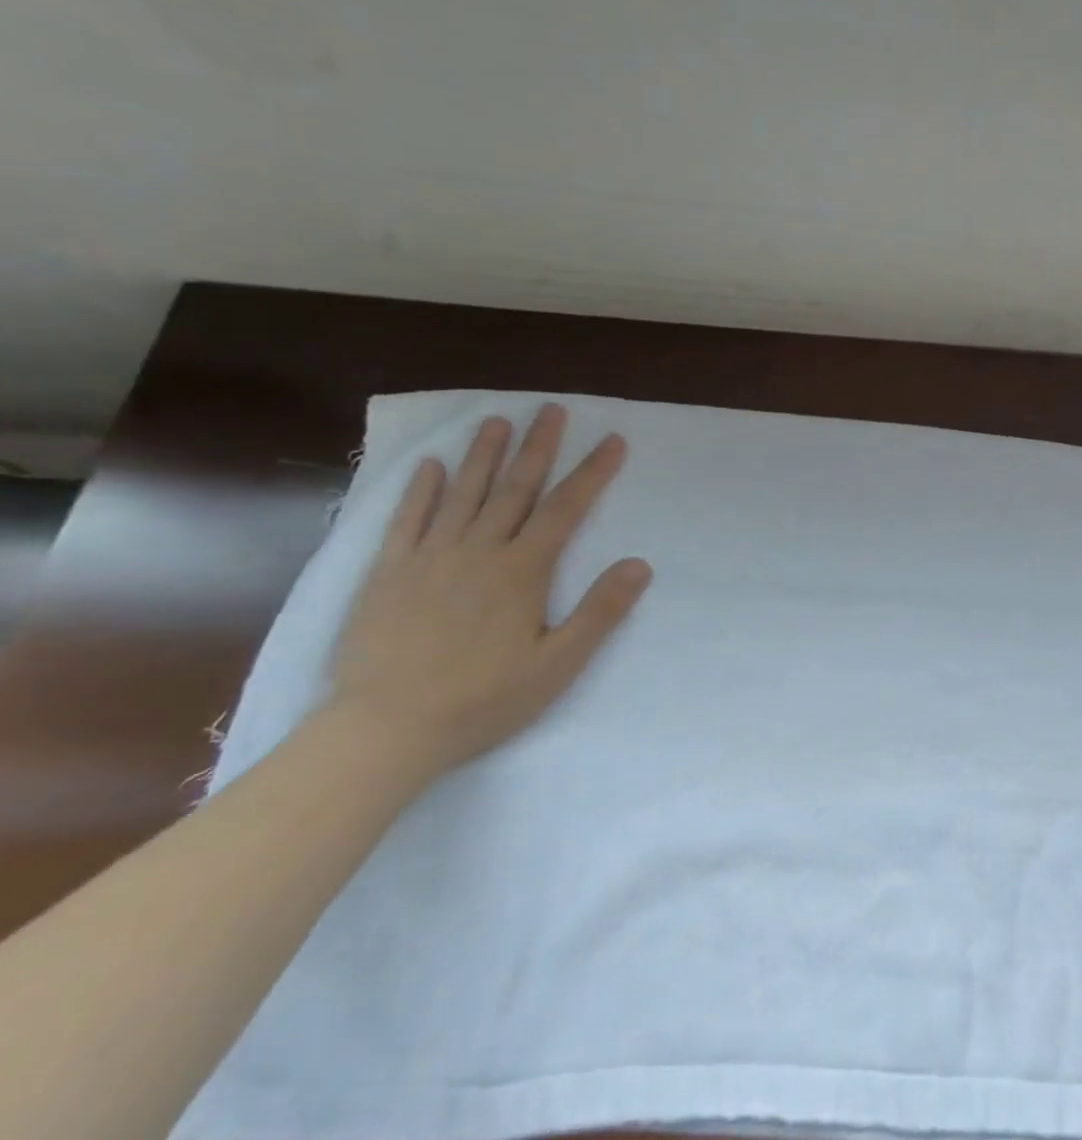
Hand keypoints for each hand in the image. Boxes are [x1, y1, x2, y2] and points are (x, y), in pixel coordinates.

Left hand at [325, 403, 652, 780]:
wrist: (385, 730)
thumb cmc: (484, 700)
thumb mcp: (558, 664)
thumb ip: (600, 612)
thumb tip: (639, 564)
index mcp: (523, 571)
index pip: (567, 509)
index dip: (593, 472)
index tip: (612, 440)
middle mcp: (478, 551)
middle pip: (515, 489)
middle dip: (538, 447)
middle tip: (551, 410)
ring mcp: (429, 558)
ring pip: (462, 494)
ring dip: (482, 455)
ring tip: (497, 421)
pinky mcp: (388, 573)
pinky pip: (407, 521)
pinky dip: (420, 491)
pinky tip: (430, 466)